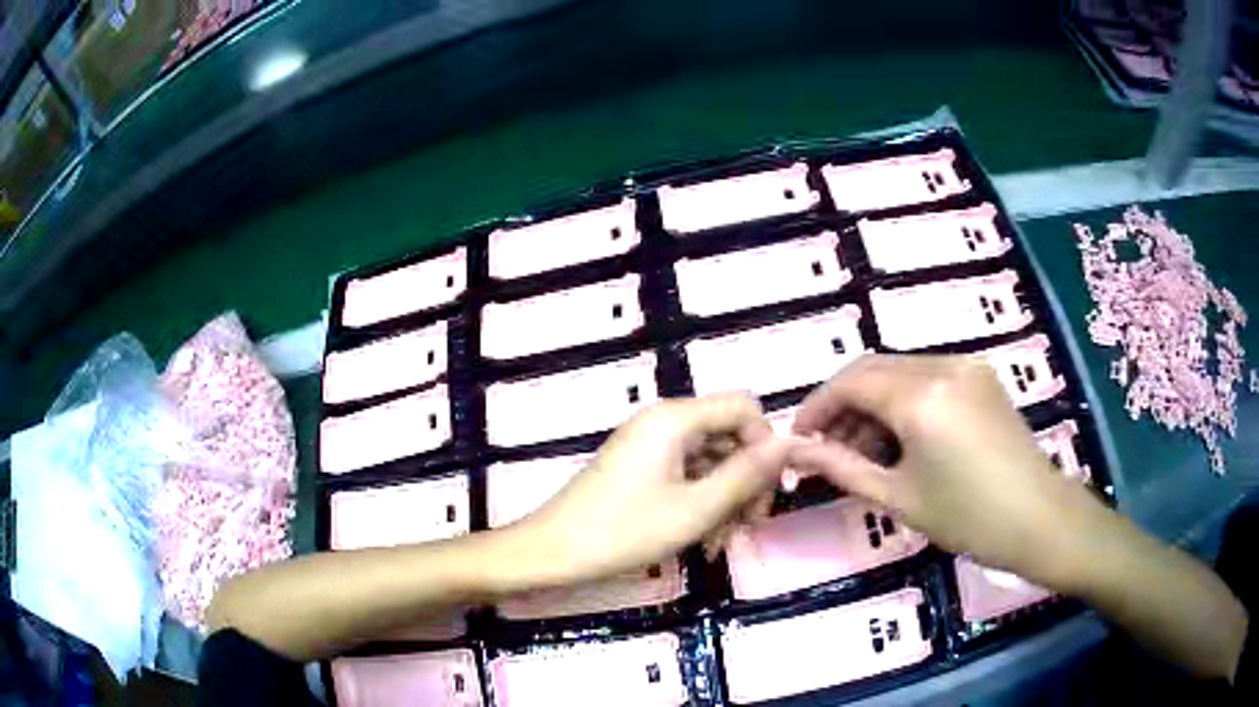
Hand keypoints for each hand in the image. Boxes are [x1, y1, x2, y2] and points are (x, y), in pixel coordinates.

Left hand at [516, 393, 791, 585]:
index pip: (744, 408)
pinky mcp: (640, 467)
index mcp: (676, 418)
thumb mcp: (696, 509)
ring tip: (720, 544)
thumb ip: (747, 475)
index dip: (765, 445)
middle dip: (745, 480)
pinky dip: (700, 503)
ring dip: (724, 499)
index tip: (769, 492)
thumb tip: (790, 444)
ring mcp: (649, 445)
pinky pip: (685, 475)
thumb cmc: (624, 531)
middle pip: (728, 435)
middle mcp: (664, 422)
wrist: (552, 552)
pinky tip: (700, 541)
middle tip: (749, 526)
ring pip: (709, 461)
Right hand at [789, 355, 1101, 585]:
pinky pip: (928, 375)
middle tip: (828, 447)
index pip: (850, 382)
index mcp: (921, 398)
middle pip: (873, 369)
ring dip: (873, 402)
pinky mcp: (981, 375)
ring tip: (864, 450)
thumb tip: (797, 451)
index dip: (817, 406)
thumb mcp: (898, 498)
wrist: (1038, 519)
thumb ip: (843, 467)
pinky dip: (904, 400)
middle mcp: (942, 366)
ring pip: (900, 370)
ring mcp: (966, 365)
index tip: (800, 438)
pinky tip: (903, 438)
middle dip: (843, 404)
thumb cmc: (968, 518)